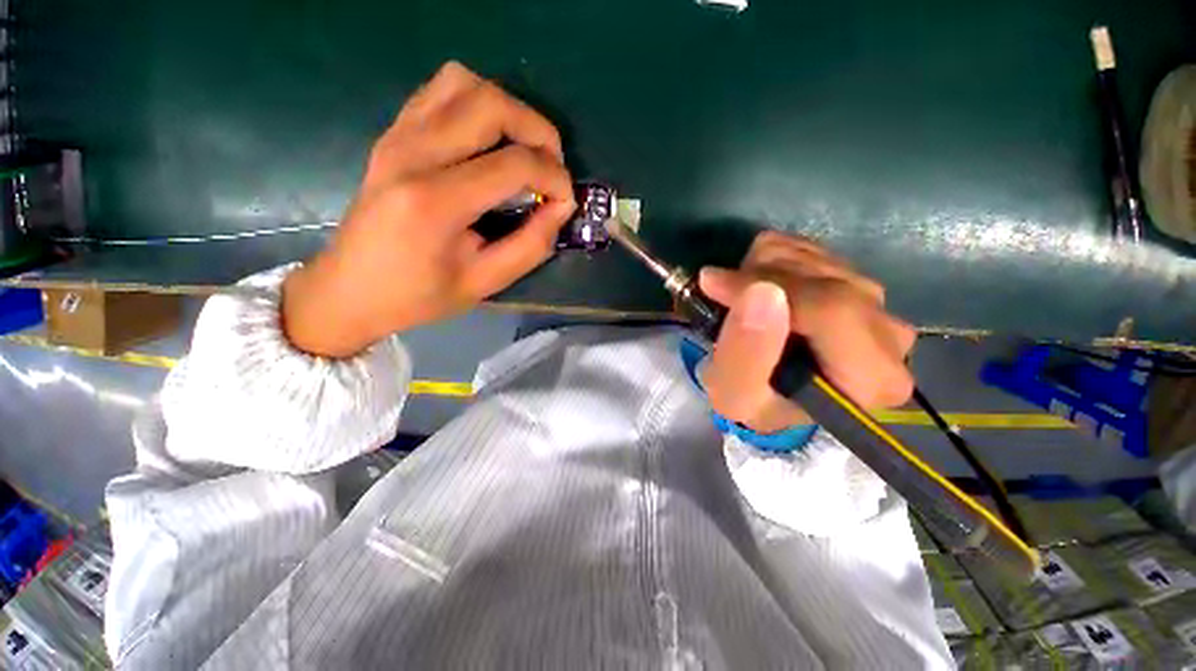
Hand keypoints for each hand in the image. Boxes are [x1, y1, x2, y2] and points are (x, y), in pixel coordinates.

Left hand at [283, 62, 575, 356]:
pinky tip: (488, 140)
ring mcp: (397, 136)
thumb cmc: (420, 295)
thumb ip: (532, 245)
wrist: (351, 288)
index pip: (514, 164)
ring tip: (523, 149)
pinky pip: (441, 90)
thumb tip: (562, 207)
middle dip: (539, 132)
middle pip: (492, 105)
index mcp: (435, 202)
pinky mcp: (393, 132)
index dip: (554, 178)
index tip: (566, 201)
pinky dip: (477, 103)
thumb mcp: (486, 282)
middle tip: (552, 167)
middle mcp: (412, 154)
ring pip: (465, 83)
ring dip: (508, 110)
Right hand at [699, 232, 916, 433]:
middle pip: (824, 279)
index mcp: (873, 379)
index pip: (830, 310)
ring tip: (739, 299)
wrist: (769, 392)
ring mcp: (877, 302)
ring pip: (813, 257)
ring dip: (760, 270)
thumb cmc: (754, 401)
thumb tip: (760, 291)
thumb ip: (745, 353)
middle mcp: (891, 336)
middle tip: (723, 297)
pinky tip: (756, 286)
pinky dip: (769, 259)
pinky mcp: (855, 279)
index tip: (713, 285)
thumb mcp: (733, 395)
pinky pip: (808, 247)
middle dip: (759, 279)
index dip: (767, 288)